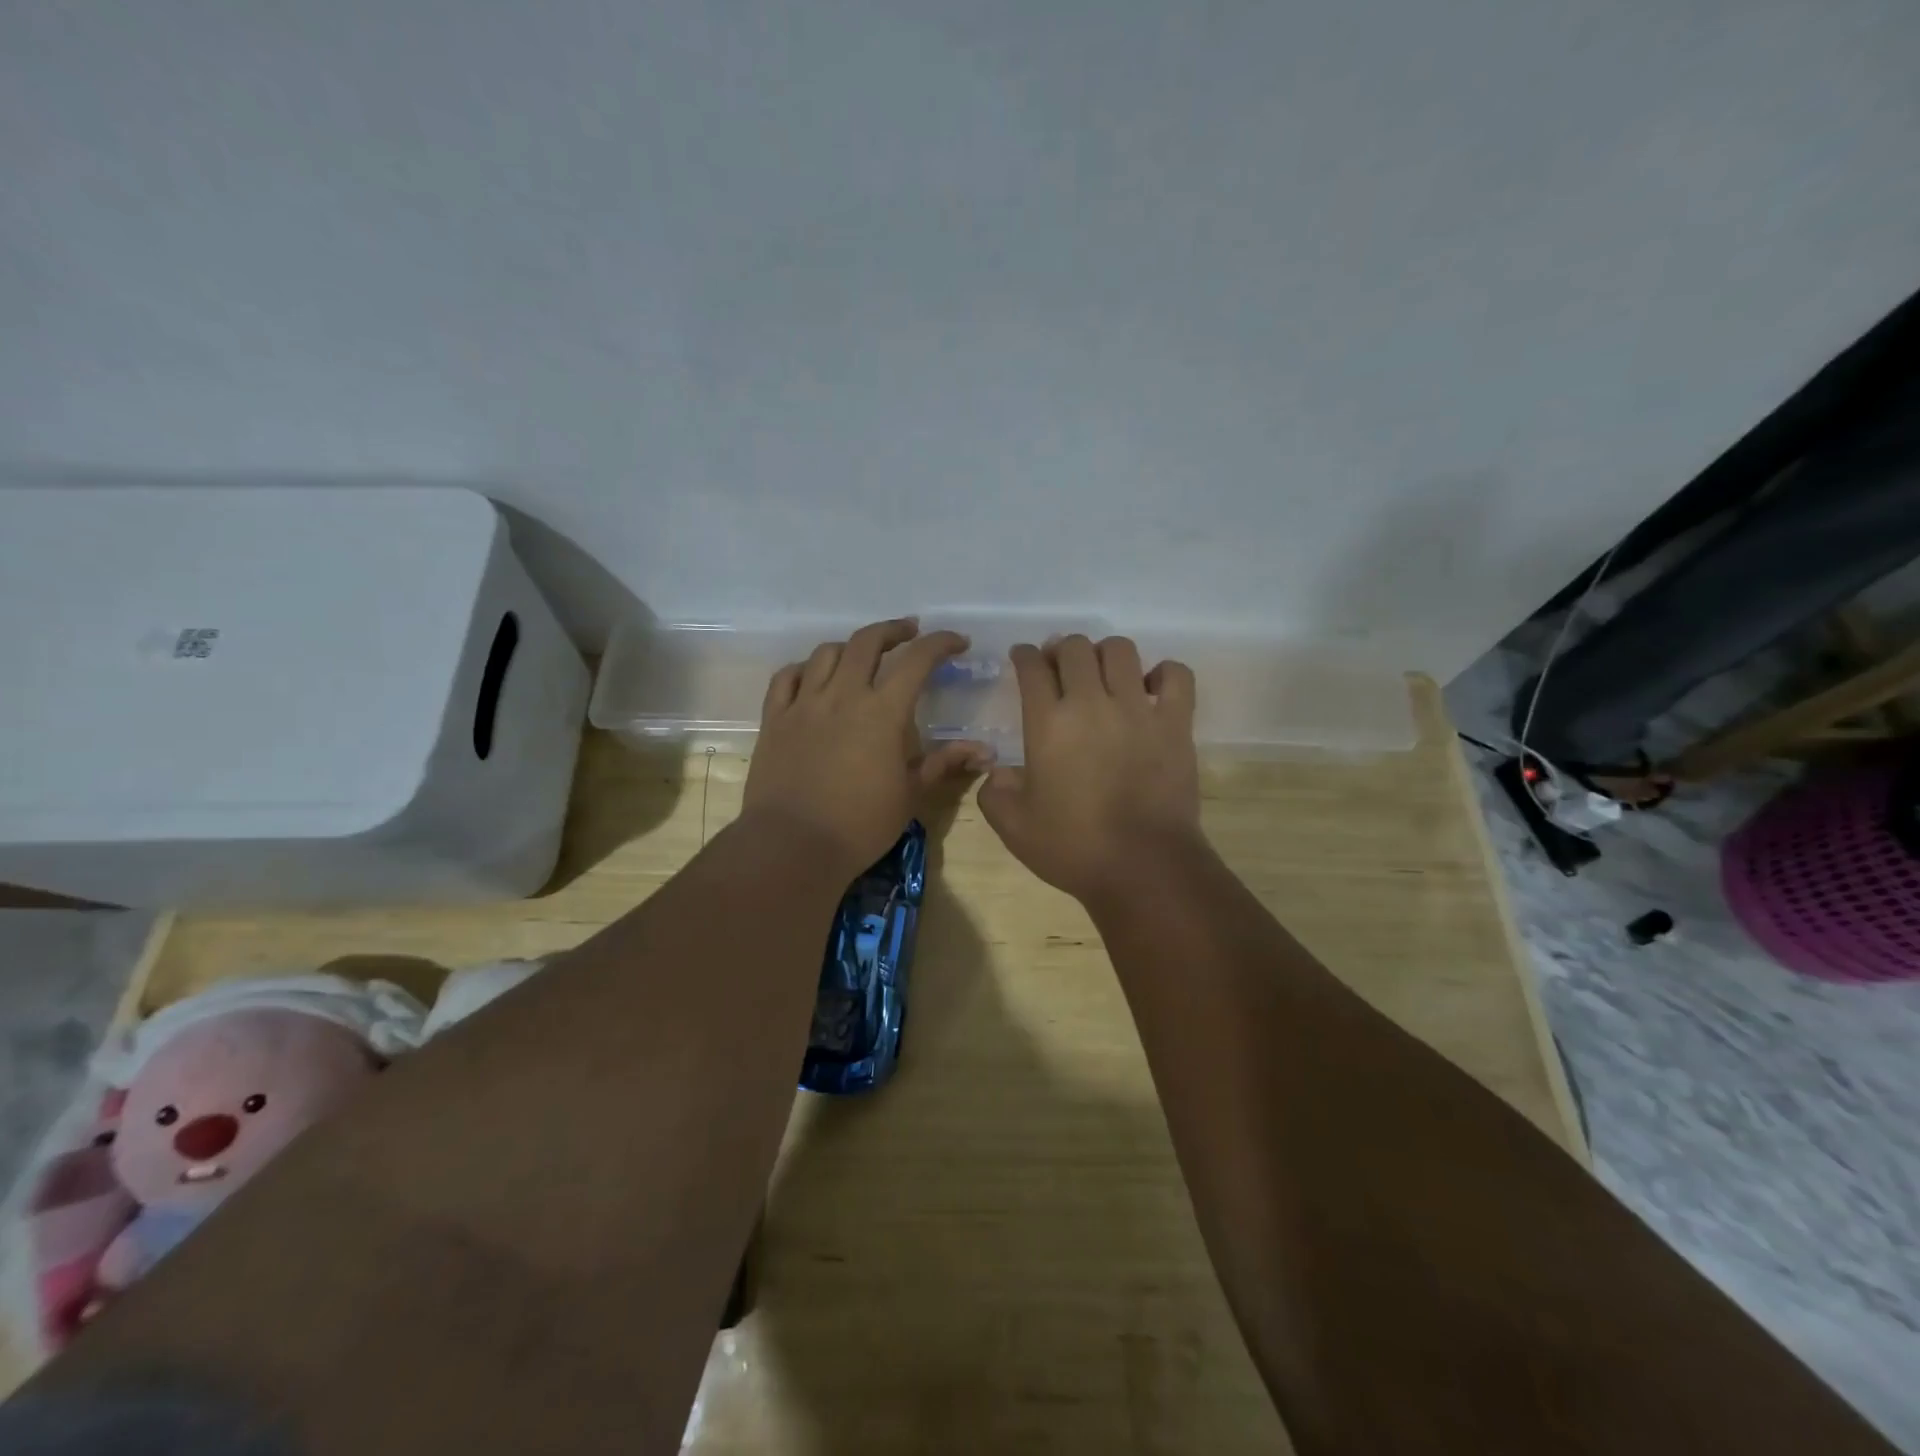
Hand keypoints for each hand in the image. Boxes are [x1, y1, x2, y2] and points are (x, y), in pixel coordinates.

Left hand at [744, 619, 989, 873]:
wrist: (792, 845)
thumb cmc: (860, 824)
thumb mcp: (910, 795)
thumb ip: (944, 763)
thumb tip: (984, 751)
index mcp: (882, 712)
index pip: (917, 661)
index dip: (941, 643)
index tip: (957, 642)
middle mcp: (843, 695)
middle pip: (867, 642)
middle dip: (893, 631)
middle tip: (909, 633)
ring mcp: (804, 704)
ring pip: (826, 653)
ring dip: (850, 646)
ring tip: (862, 655)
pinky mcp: (775, 719)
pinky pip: (786, 677)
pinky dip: (805, 668)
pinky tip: (813, 675)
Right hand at [978, 635, 1202, 904]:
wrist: (1143, 867)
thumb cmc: (1073, 847)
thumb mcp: (1013, 827)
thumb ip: (994, 792)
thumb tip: (997, 771)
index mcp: (1048, 723)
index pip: (1032, 667)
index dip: (1024, 655)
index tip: (1023, 658)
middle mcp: (1091, 703)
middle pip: (1076, 648)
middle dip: (1062, 649)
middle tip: (1060, 666)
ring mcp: (1138, 709)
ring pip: (1121, 650)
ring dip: (1105, 654)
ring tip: (1103, 674)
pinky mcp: (1176, 723)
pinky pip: (1175, 675)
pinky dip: (1163, 673)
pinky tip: (1152, 688)